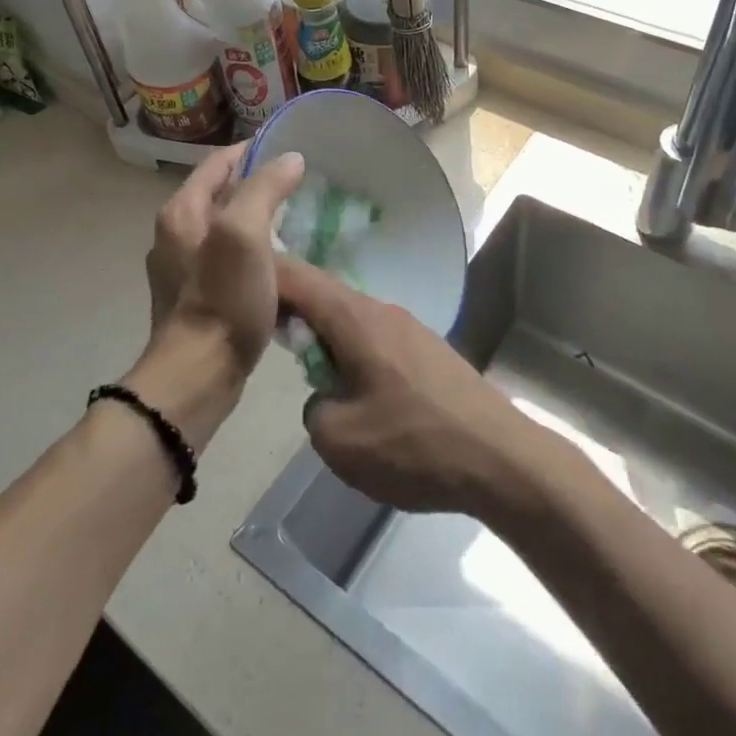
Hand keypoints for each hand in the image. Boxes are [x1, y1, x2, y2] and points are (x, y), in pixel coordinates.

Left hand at [142, 144, 304, 364]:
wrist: (198, 376)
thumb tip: (290, 159)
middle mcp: (176, 233)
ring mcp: (183, 268)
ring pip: (226, 228)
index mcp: (182, 211)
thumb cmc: (222, 300)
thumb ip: (264, 189)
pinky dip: (253, 253)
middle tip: (301, 186)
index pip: (219, 162)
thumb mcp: (244, 234)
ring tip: (297, 221)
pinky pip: (228, 260)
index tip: (291, 148)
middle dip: (258, 185)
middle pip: (221, 194)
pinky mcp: (196, 297)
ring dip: (257, 220)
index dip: (253, 150)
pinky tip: (280, 265)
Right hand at [277, 258, 537, 516]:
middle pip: (323, 296)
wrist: (503, 460)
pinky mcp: (429, 352)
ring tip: (311, 372)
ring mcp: (411, 329)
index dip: (261, 275)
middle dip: (290, 310)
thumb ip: (314, 408)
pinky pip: (376, 340)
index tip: (232, 284)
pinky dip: (352, 352)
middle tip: (263, 335)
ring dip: (324, 337)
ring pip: (351, 320)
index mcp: (355, 318)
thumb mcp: (339, 441)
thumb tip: (326, 397)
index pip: (296, 277)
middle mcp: (382, 311)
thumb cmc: (414, 445)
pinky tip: (356, 390)